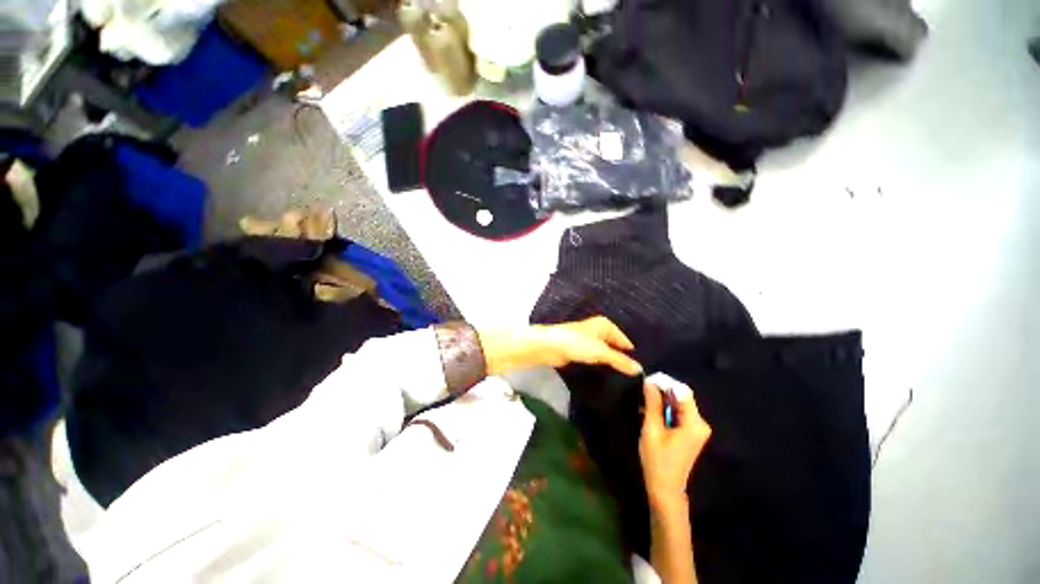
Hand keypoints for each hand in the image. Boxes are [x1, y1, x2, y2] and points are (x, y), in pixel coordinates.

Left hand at [480, 316, 641, 376]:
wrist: (549, 346)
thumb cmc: (576, 343)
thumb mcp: (601, 352)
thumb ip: (620, 361)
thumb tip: (639, 369)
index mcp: (605, 325)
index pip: (624, 341)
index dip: (631, 355)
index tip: (640, 372)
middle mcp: (598, 331)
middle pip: (615, 347)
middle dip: (621, 360)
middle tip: (633, 379)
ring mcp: (588, 341)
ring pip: (604, 353)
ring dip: (610, 364)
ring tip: (622, 381)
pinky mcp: (579, 351)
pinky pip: (595, 359)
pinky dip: (600, 366)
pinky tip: (605, 377)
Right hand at [639, 381, 711, 506]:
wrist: (666, 488)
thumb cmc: (657, 460)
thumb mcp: (651, 429)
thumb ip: (652, 404)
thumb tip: (650, 381)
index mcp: (694, 423)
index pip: (682, 391)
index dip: (665, 383)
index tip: (647, 381)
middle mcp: (700, 423)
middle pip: (682, 396)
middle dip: (662, 391)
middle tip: (643, 392)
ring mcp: (697, 428)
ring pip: (679, 403)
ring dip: (662, 400)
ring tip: (645, 403)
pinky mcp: (692, 431)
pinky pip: (679, 412)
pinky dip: (665, 409)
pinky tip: (652, 413)